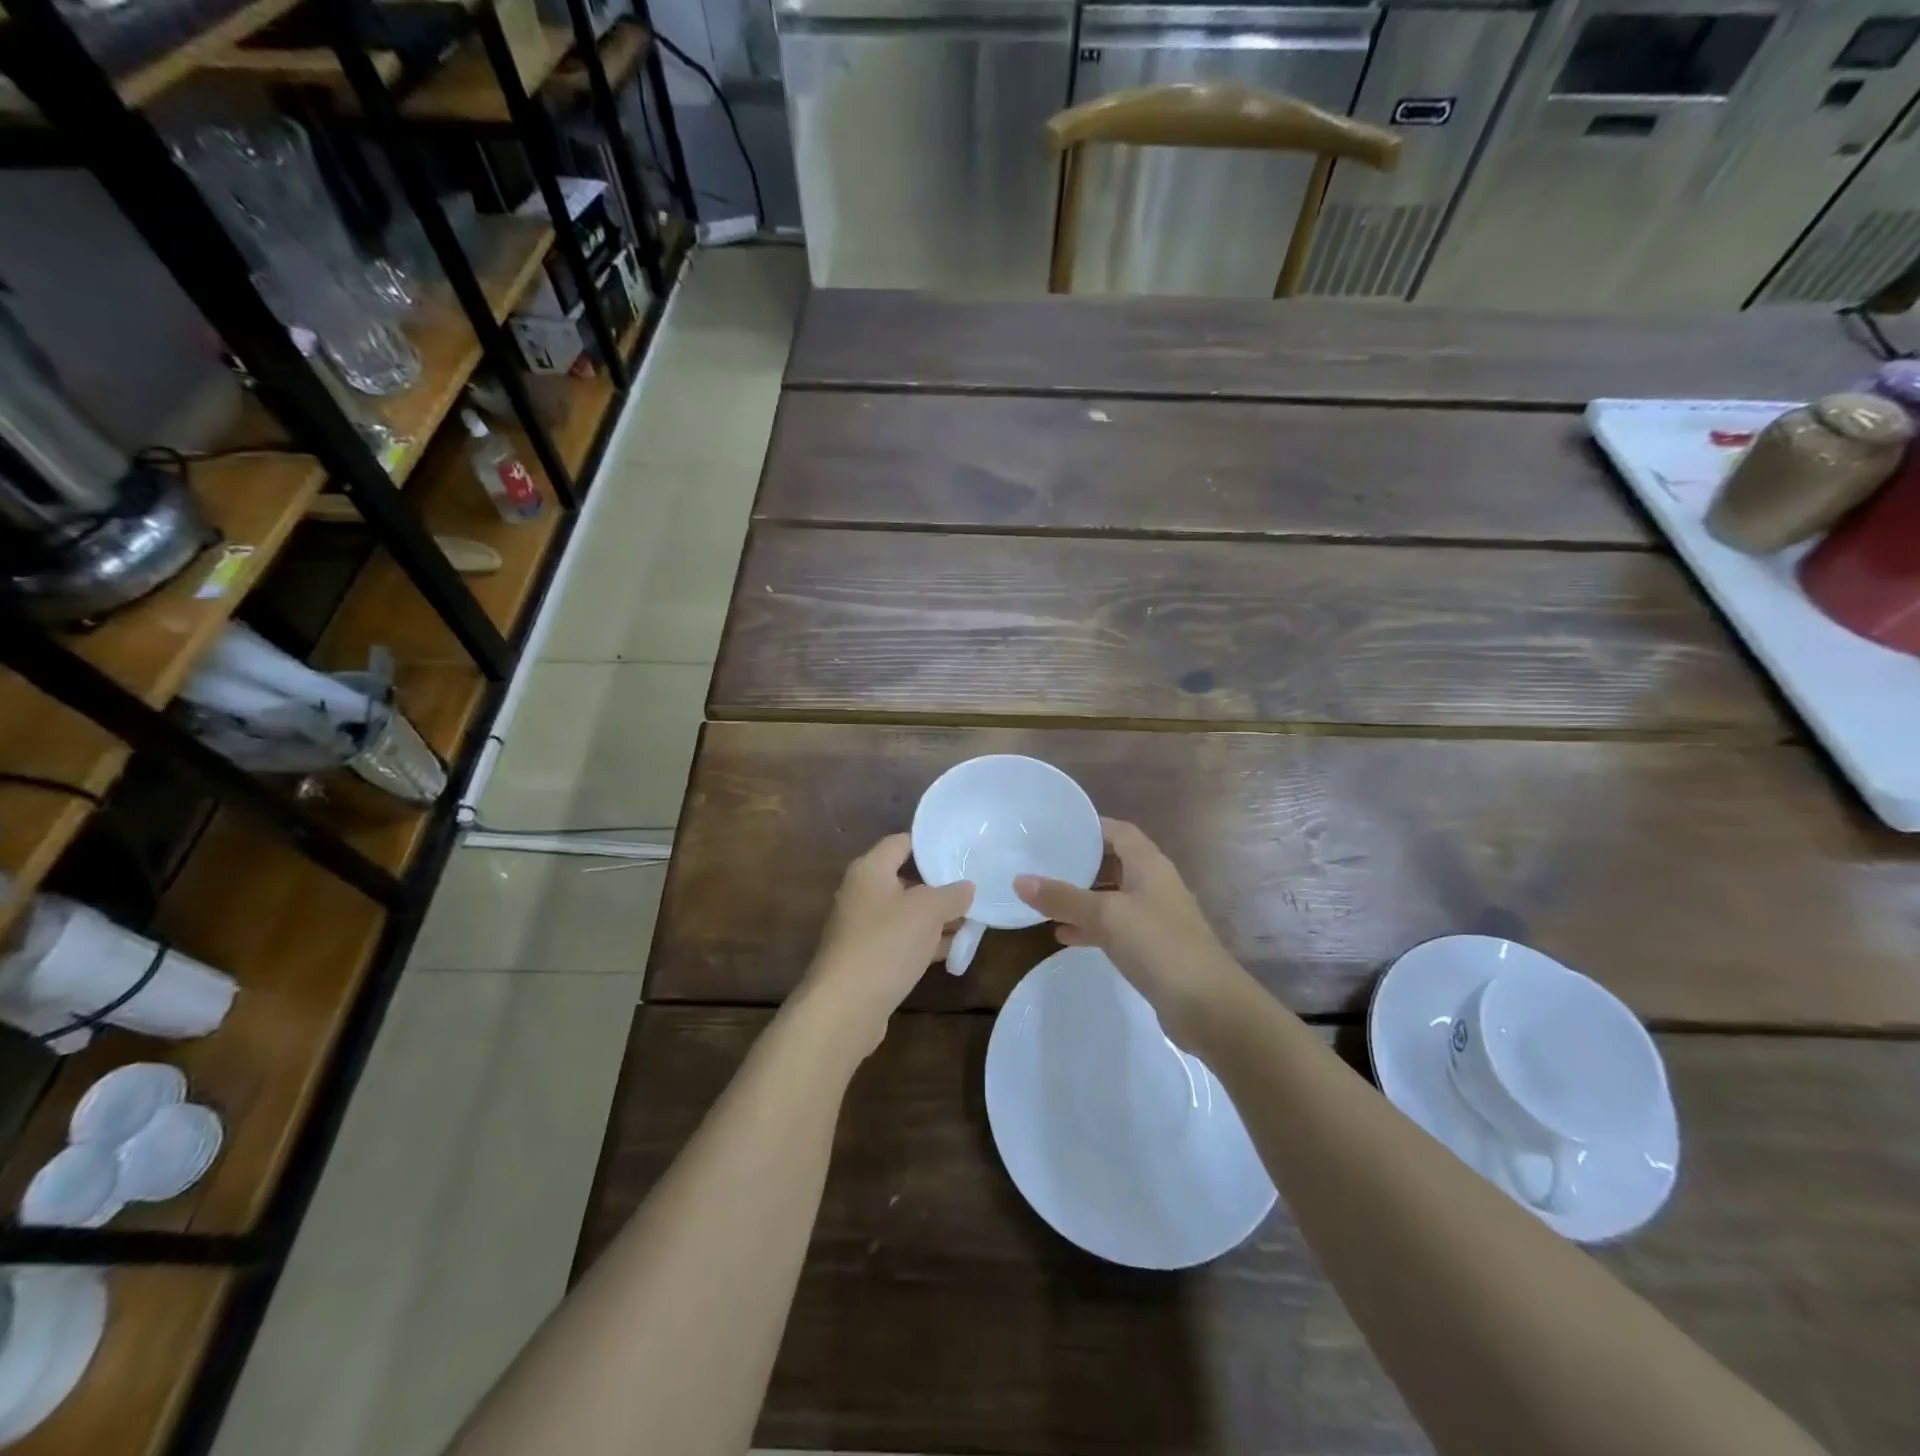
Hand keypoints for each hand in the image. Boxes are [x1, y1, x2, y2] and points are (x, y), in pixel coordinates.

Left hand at [795, 834, 972, 1057]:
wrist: (844, 1007)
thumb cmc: (886, 944)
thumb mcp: (928, 912)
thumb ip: (952, 895)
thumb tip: (967, 887)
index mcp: (870, 870)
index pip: (902, 842)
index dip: (931, 844)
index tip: (961, 851)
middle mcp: (861, 893)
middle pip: (905, 879)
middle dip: (940, 886)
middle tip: (974, 889)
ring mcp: (862, 928)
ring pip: (906, 914)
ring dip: (937, 918)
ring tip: (974, 922)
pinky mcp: (867, 958)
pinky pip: (901, 941)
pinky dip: (925, 942)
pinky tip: (954, 951)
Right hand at [1015, 819, 1247, 1048]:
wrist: (1207, 1005)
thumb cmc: (1158, 944)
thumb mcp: (1106, 915)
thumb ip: (1063, 898)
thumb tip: (1019, 880)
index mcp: (1149, 864)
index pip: (1119, 831)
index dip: (1091, 826)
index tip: (1056, 827)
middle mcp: (1154, 884)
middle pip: (1115, 862)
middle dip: (1082, 862)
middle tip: (1044, 861)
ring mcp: (1156, 917)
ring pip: (1113, 897)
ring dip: (1084, 897)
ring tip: (1046, 898)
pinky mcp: (1153, 948)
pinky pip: (1116, 927)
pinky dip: (1092, 927)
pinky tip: (1064, 936)